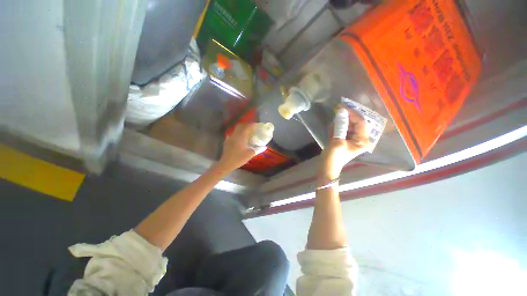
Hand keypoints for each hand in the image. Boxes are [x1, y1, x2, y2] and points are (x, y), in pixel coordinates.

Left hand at [217, 123, 263, 171]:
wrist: (226, 164)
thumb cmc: (239, 158)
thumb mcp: (250, 154)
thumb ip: (258, 149)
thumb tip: (264, 147)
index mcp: (241, 137)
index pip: (248, 127)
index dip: (253, 125)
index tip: (257, 125)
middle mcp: (235, 135)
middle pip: (241, 126)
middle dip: (247, 125)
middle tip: (252, 128)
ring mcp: (230, 138)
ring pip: (236, 129)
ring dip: (242, 129)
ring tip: (246, 132)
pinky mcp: (227, 141)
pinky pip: (233, 135)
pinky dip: (237, 134)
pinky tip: (239, 138)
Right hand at [320, 108, 369, 179]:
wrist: (327, 167)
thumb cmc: (334, 157)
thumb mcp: (337, 141)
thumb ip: (340, 127)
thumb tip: (340, 112)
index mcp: (362, 140)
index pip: (360, 122)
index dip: (352, 113)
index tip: (341, 107)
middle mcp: (360, 138)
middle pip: (355, 122)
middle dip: (345, 117)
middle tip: (336, 111)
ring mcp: (352, 139)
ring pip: (348, 125)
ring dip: (339, 123)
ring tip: (332, 127)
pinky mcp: (345, 139)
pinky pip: (343, 129)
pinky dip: (336, 127)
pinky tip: (331, 131)